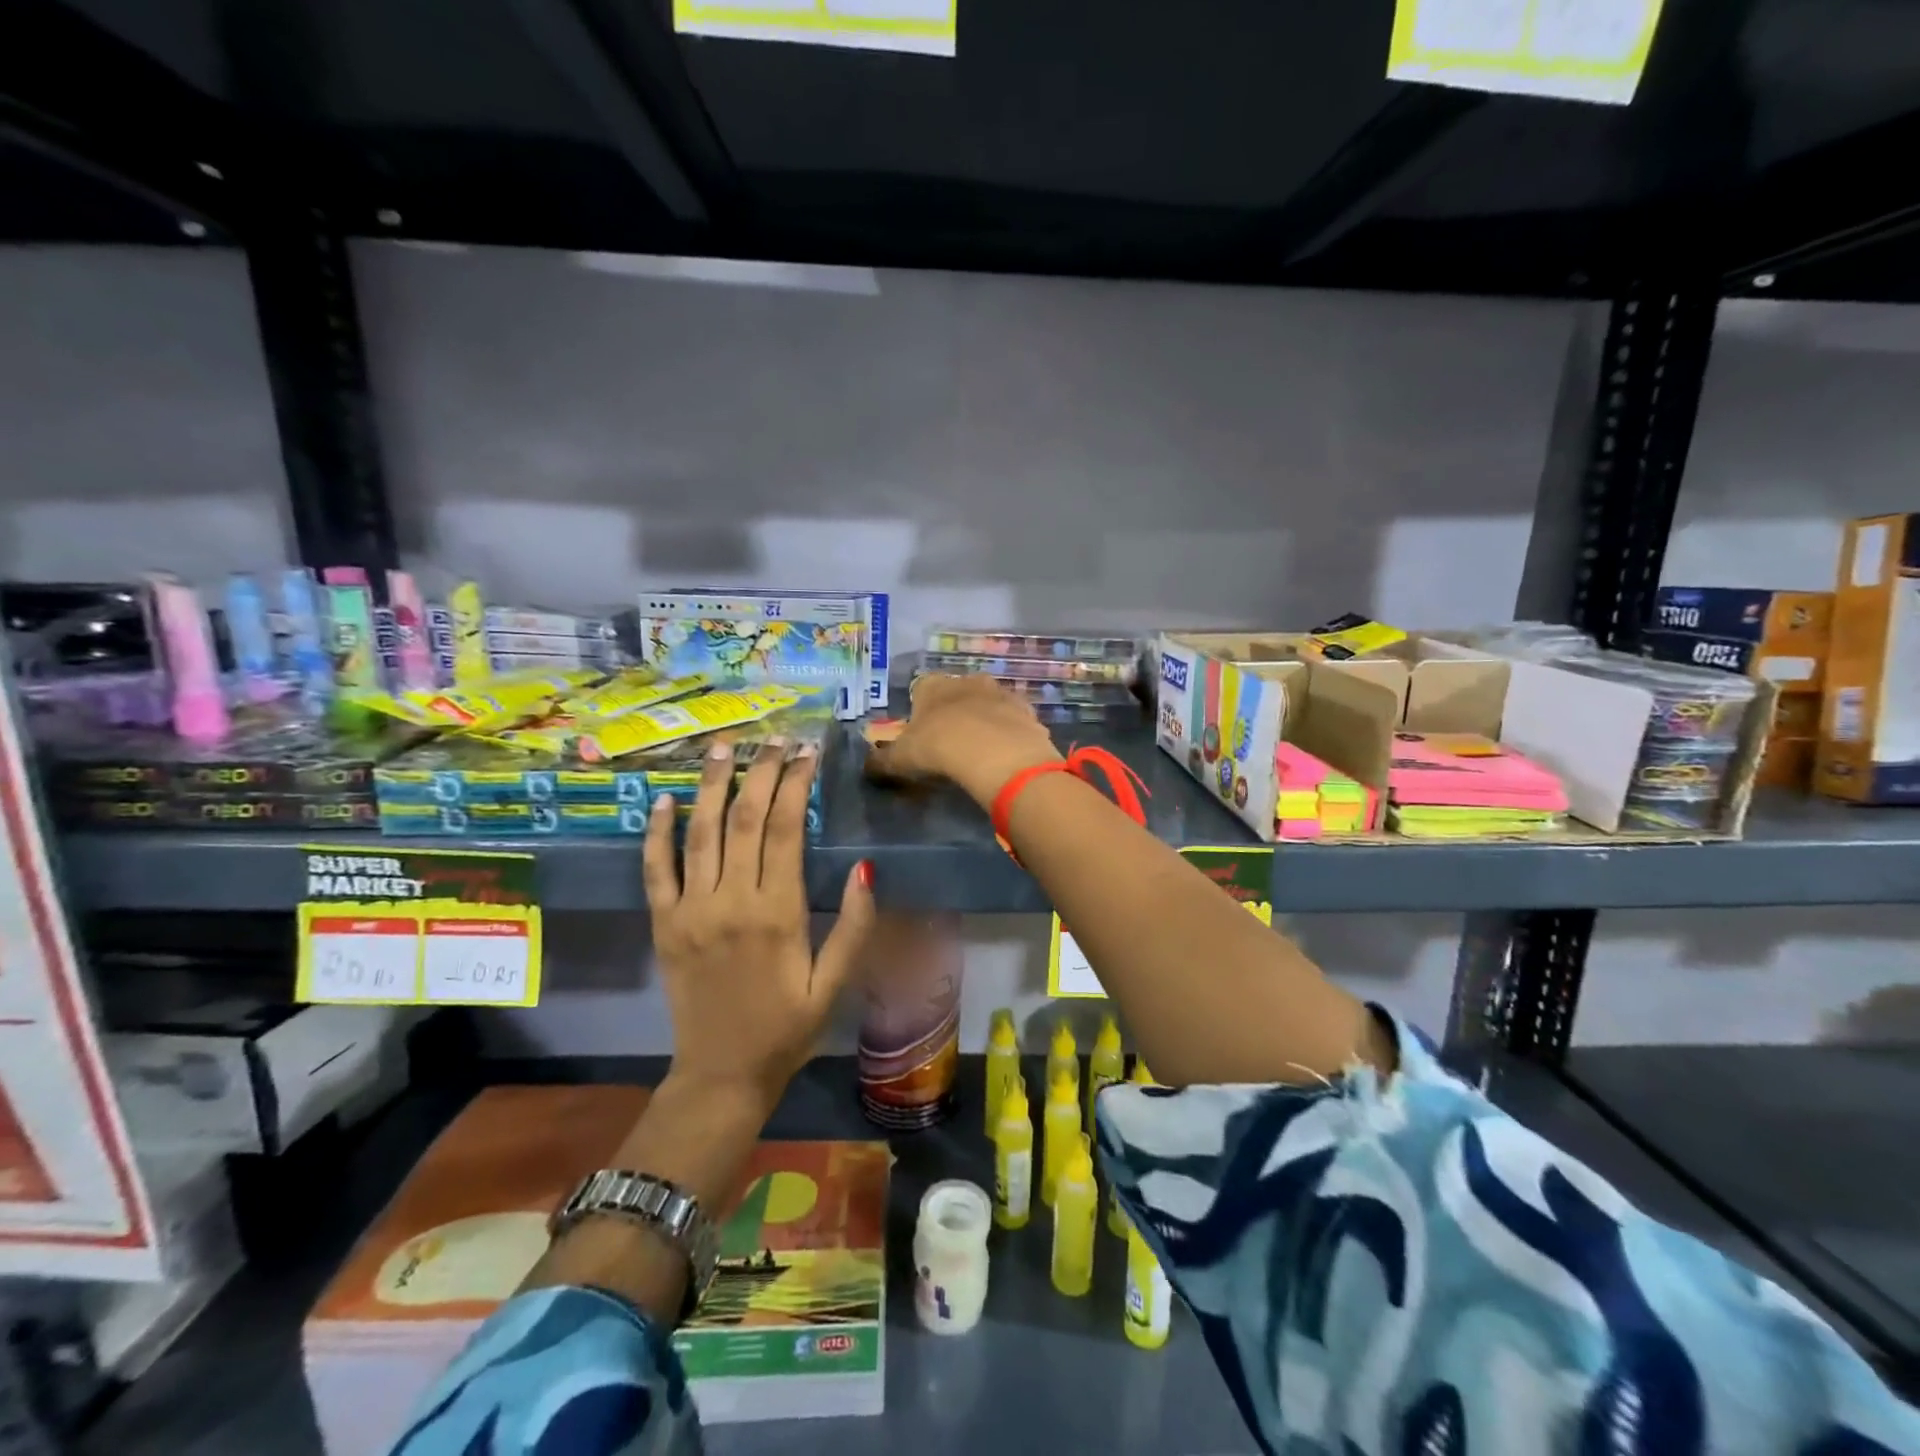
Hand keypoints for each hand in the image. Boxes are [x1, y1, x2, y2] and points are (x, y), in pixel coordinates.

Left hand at [644, 736, 875, 1111]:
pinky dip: (657, 832)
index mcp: (778, 913)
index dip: (795, 784)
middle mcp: (731, 901)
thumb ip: (854, 926)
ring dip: (712, 785)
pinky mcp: (664, 924)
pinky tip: (664, 800)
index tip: (806, 752)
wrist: (722, 1074)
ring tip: (723, 747)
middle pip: (744, 819)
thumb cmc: (788, 1028)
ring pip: (701, 833)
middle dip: (760, 772)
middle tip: (774, 739)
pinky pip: (656, 870)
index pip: (785, 829)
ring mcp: (691, 910)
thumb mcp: (835, 983)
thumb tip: (865, 867)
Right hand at [867, 675, 1061, 806]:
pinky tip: (1004, 755)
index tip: (921, 733)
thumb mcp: (901, 759)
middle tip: (951, 742)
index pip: (921, 688)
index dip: (920, 709)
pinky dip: (1009, 734)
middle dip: (955, 711)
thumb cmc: (938, 747)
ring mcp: (1000, 693)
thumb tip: (867, 766)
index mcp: (933, 685)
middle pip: (958, 692)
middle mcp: (967, 681)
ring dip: (985, 720)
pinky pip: (1013, 721)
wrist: (994, 752)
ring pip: (989, 703)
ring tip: (980, 750)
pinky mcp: (1026, 711)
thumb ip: (882, 762)